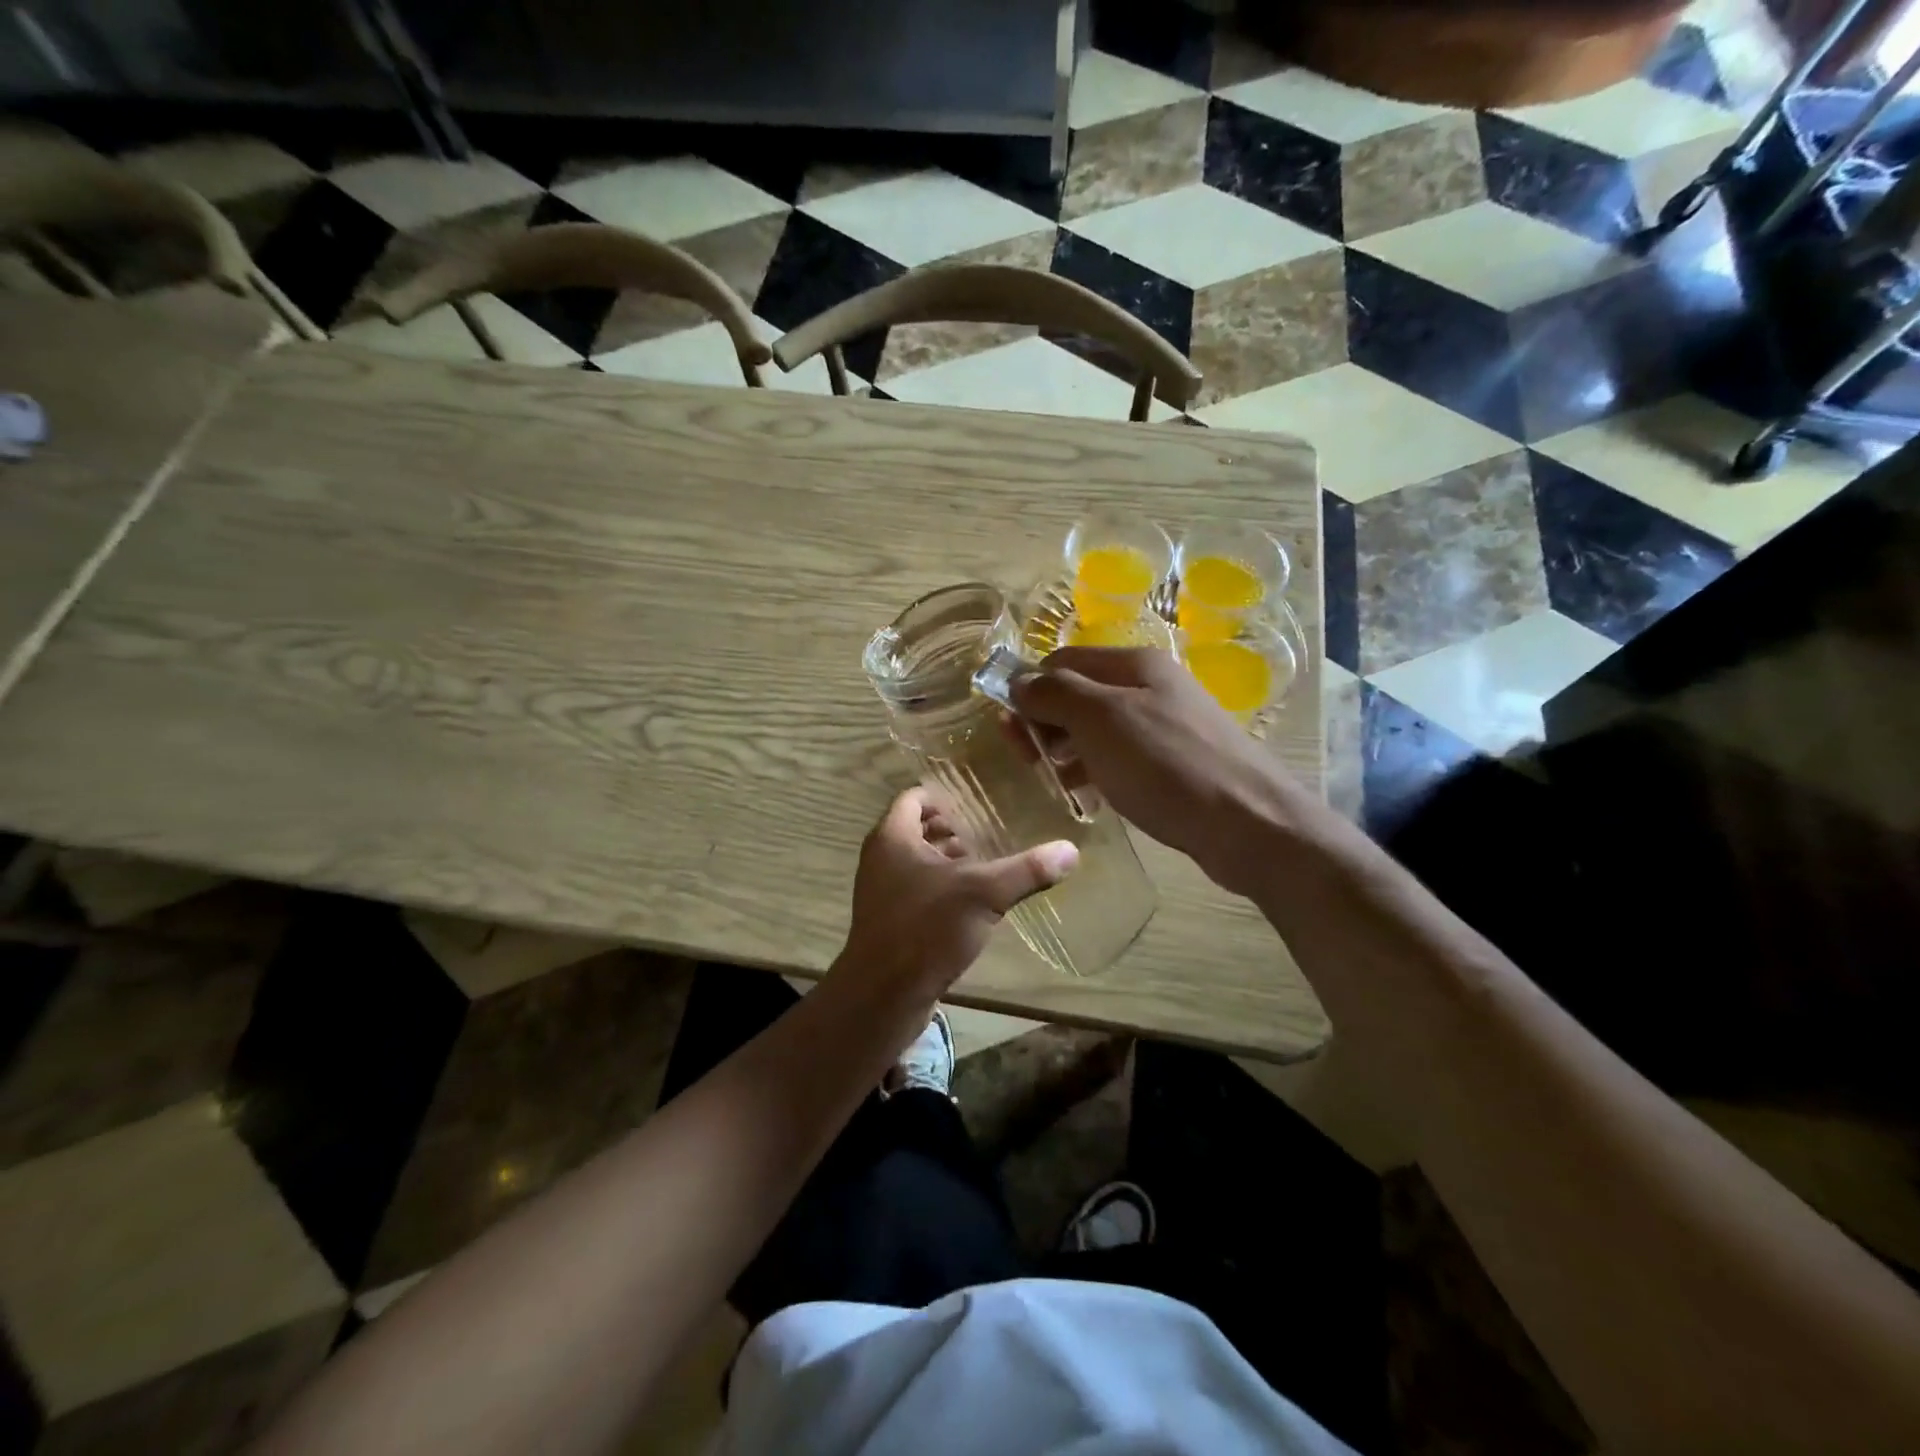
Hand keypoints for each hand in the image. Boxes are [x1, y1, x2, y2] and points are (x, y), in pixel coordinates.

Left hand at [837, 787, 1077, 1002]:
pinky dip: (941, 885)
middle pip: (916, 827)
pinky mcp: (889, 919)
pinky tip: (972, 900)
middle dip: (951, 827)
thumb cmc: (927, 928)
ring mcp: (881, 890)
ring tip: (986, 861)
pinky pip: (916, 888)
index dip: (944, 795)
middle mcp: (881, 857)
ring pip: (916, 860)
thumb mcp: (984, 893)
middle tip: (989, 829)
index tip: (977, 800)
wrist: (883, 995)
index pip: (914, 796)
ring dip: (947, 857)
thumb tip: (1071, 850)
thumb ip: (1027, 870)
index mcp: (893, 837)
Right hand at [1011, 647, 1294, 896]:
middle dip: (1045, 720)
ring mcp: (1164, 725)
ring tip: (1051, 780)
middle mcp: (1149, 686)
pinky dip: (1095, 770)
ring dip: (1066, 748)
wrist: (1249, 823)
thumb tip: (1018, 681)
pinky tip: (1087, 795)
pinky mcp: (1173, 763)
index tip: (1009, 729)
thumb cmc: (1167, 764)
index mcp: (1133, 664)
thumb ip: (1055, 693)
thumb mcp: (1101, 720)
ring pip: (1097, 728)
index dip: (1029, 688)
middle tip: (1027, 759)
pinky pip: (1120, 757)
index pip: (1062, 660)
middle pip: (1079, 692)